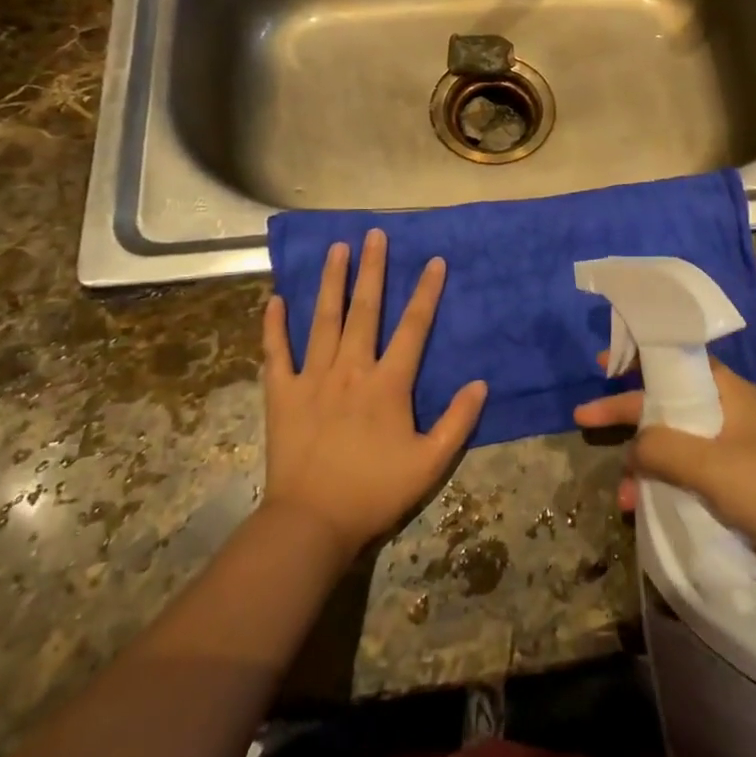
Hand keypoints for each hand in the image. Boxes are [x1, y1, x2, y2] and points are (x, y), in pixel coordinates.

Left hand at [261, 229, 486, 560]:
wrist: (312, 522)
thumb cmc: (375, 492)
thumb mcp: (430, 463)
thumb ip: (458, 422)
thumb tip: (480, 383)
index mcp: (388, 383)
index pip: (413, 327)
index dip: (426, 292)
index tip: (434, 261)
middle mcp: (351, 369)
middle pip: (365, 310)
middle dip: (372, 269)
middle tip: (374, 234)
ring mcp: (312, 378)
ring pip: (323, 320)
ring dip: (331, 282)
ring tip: (336, 248)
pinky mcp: (282, 394)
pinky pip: (277, 353)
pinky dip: (275, 326)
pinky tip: (276, 299)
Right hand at [573, 358, 755, 576]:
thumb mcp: (711, 465)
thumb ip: (663, 448)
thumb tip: (631, 448)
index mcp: (729, 394)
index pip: (675, 364)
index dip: (638, 360)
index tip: (602, 363)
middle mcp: (731, 416)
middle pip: (669, 405)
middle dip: (628, 414)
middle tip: (585, 418)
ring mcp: (737, 454)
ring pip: (677, 446)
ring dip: (645, 462)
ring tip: (622, 493)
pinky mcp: (741, 490)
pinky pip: (690, 477)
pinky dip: (665, 487)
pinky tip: (645, 510)